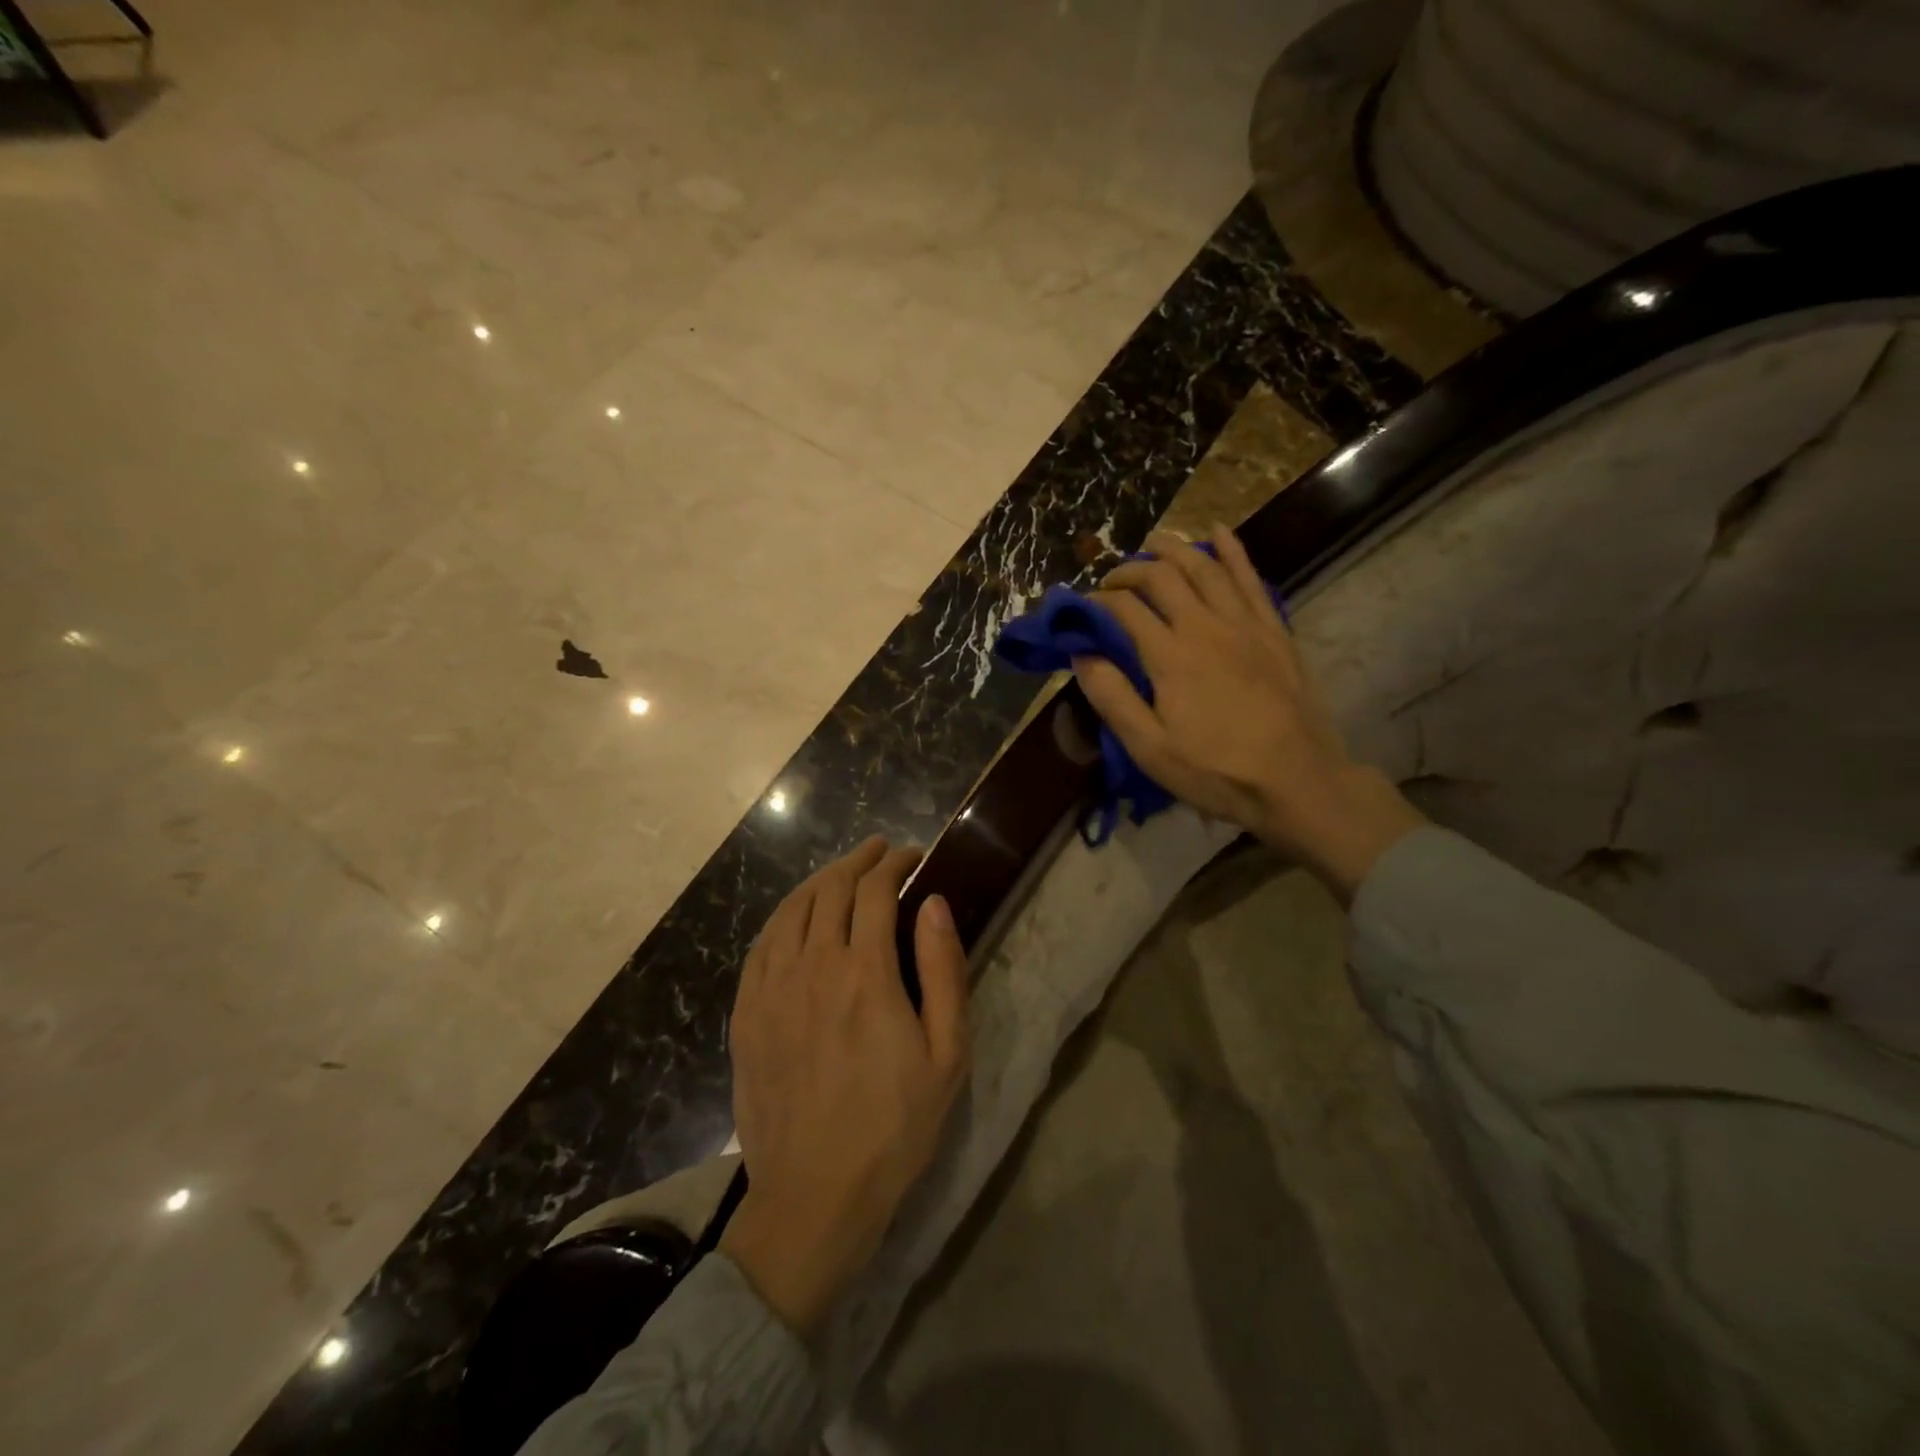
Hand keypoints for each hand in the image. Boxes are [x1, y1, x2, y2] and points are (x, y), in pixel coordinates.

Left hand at [721, 836, 970, 1335]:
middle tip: (879, 851)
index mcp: (865, 973)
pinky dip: (783, 915)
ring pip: (792, 909)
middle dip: (858, 860)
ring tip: (842, 872)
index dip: (894, 863)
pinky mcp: (746, 1015)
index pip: (875, 891)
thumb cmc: (894, 1127)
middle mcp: (812, 967)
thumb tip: (935, 904)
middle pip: (830, 889)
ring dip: (820, 880)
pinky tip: (795, 915)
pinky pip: (761, 944)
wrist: (814, 1198)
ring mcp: (771, 989)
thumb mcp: (946, 1055)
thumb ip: (943, 971)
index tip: (912, 855)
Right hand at [1074, 526, 1424, 901]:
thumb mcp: (1149, 748)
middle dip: (1130, 569)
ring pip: (1205, 567)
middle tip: (1114, 579)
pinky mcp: (1273, 629)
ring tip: (1154, 543)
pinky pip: (1250, 577)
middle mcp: (1205, 626)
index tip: (1085, 608)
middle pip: (1163, 576)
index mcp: (1170, 656)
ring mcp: (1244, 623)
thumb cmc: (1216, 770)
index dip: (1099, 601)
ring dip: (1174, 549)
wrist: (1296, 779)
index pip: (1125, 608)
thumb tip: (1081, 655)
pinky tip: (1219, 534)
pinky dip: (1232, 551)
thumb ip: (1112, 697)